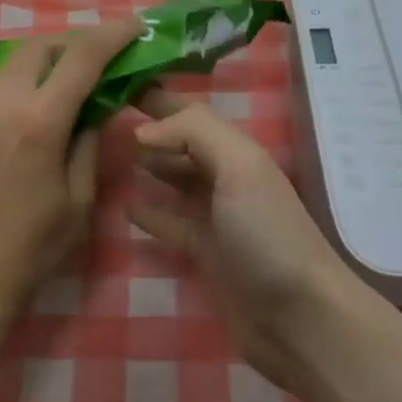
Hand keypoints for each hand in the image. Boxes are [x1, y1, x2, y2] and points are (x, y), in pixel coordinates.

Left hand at [0, 20, 141, 325]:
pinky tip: (5, 133)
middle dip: (71, 45)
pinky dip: (2, 101)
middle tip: (91, 61)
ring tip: (48, 100)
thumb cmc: (28, 250)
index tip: (133, 27)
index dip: (112, 34)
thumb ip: (88, 140)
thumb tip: (93, 105)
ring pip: (7, 69)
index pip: (83, 56)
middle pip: (39, 46)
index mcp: (37, 121)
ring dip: (35, 74)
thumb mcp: (78, 199)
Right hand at [127, 89, 359, 389]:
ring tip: (105, 152)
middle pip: (180, 142)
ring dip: (147, 163)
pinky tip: (125, 203)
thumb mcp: (239, 167)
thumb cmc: (268, 235)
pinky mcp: (206, 253)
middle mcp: (226, 177)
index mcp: (236, 150)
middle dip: (148, 126)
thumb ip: (195, 132)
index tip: (115, 82)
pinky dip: (150, 210)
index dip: (157, 96)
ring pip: (174, 178)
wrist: (301, 319)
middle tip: (100, 115)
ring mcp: (217, 217)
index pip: (189, 112)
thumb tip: (143, 131)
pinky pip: (171, 222)